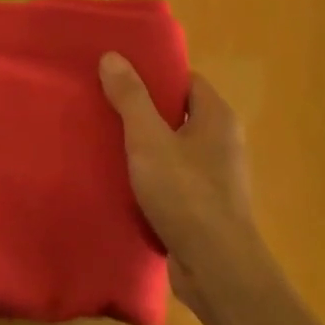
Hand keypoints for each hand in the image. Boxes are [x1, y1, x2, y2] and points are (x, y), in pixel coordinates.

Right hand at [99, 53, 254, 306]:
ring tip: (103, 139)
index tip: (119, 73)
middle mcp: (222, 142)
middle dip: (142, 109)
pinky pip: (172, 179)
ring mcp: (215, 177)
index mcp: (217, 118)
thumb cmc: (186, 194)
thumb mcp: (149, 139)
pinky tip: (120, 179)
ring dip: (143, 145)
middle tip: (103, 103)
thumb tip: (113, 55)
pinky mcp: (202, 207)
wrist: (216, 268)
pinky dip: (149, 176)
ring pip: (172, 148)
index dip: (154, 74)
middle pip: (177, 113)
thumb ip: (131, 97)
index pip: (186, 80)